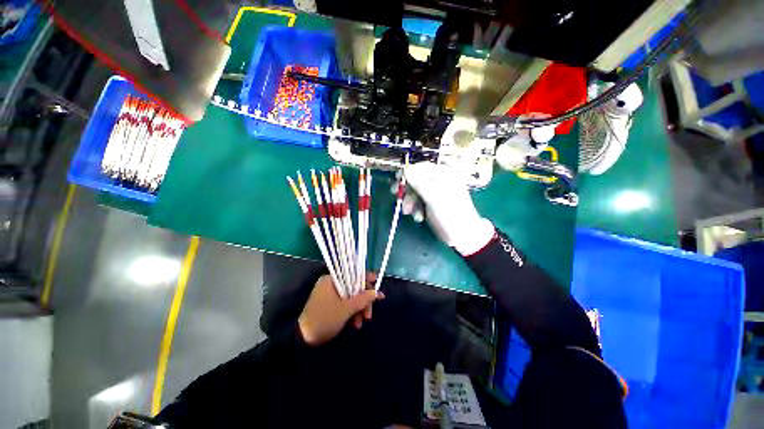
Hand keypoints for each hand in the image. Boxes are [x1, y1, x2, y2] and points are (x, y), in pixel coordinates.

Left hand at [298, 273, 383, 345]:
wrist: (303, 339)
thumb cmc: (325, 319)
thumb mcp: (346, 309)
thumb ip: (363, 299)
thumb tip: (378, 292)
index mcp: (332, 279)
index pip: (353, 274)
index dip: (367, 279)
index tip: (377, 285)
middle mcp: (330, 283)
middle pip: (353, 288)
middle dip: (363, 301)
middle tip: (369, 315)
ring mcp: (329, 294)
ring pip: (350, 297)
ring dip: (358, 309)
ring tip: (361, 323)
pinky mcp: (329, 304)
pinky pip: (344, 304)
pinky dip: (351, 312)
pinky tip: (355, 324)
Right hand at [402, 162, 494, 255]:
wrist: (463, 236)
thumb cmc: (452, 215)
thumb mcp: (435, 199)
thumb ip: (420, 183)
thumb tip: (406, 169)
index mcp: (443, 176)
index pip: (421, 167)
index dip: (407, 172)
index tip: (396, 179)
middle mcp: (438, 182)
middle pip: (416, 180)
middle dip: (407, 190)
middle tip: (396, 195)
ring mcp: (435, 194)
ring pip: (415, 192)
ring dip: (410, 202)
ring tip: (409, 213)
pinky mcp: (431, 204)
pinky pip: (419, 202)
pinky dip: (416, 209)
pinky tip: (418, 217)